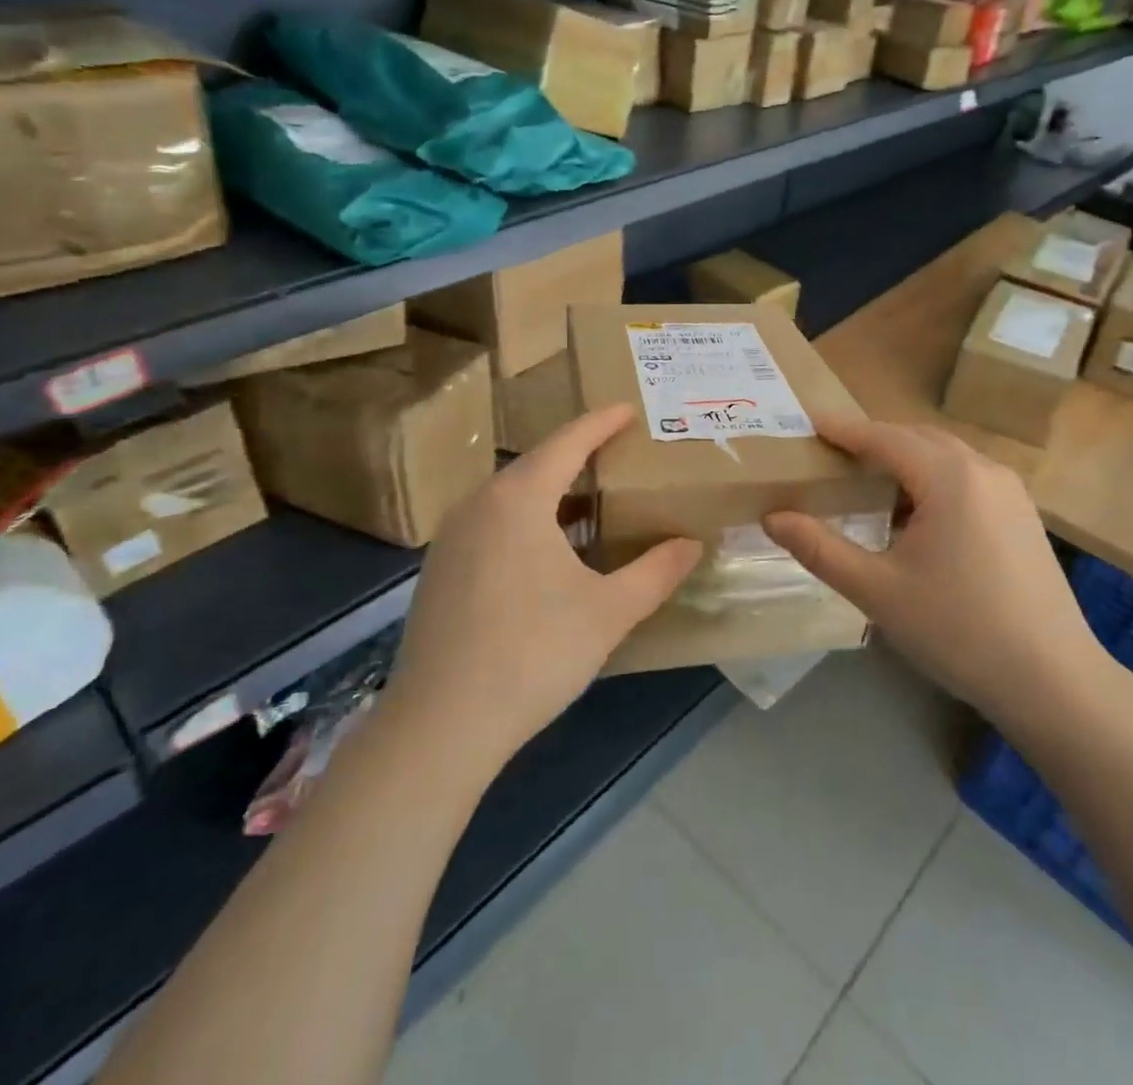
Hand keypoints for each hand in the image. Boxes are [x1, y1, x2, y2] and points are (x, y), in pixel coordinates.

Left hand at [386, 405, 702, 774]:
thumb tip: (693, 544)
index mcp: (518, 498)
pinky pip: (492, 523)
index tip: (629, 408)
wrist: (441, 724)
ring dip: (552, 491)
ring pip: (511, 496)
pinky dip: (527, 520)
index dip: (602, 422)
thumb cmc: (533, 653)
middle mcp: (479, 503)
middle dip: (579, 455)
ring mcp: (452, 537)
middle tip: (619, 454)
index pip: (568, 442)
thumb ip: (656, 572)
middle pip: (536, 464)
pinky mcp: (440, 569)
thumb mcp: (609, 612)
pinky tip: (548, 551)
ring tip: (592, 500)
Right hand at [763, 415, 1109, 722]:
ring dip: (905, 460)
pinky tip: (915, 516)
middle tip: (831, 455)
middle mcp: (983, 469)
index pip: (883, 437)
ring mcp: (1011, 492)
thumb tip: (772, 518)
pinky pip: (967, 478)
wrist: (1053, 681)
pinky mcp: (1023, 515)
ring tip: (867, 482)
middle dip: (873, 440)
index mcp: (949, 477)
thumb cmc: (957, 630)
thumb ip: (820, 549)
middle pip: (917, 438)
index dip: (843, 430)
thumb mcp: (877, 591)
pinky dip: (932, 480)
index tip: (808, 422)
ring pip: (945, 456)